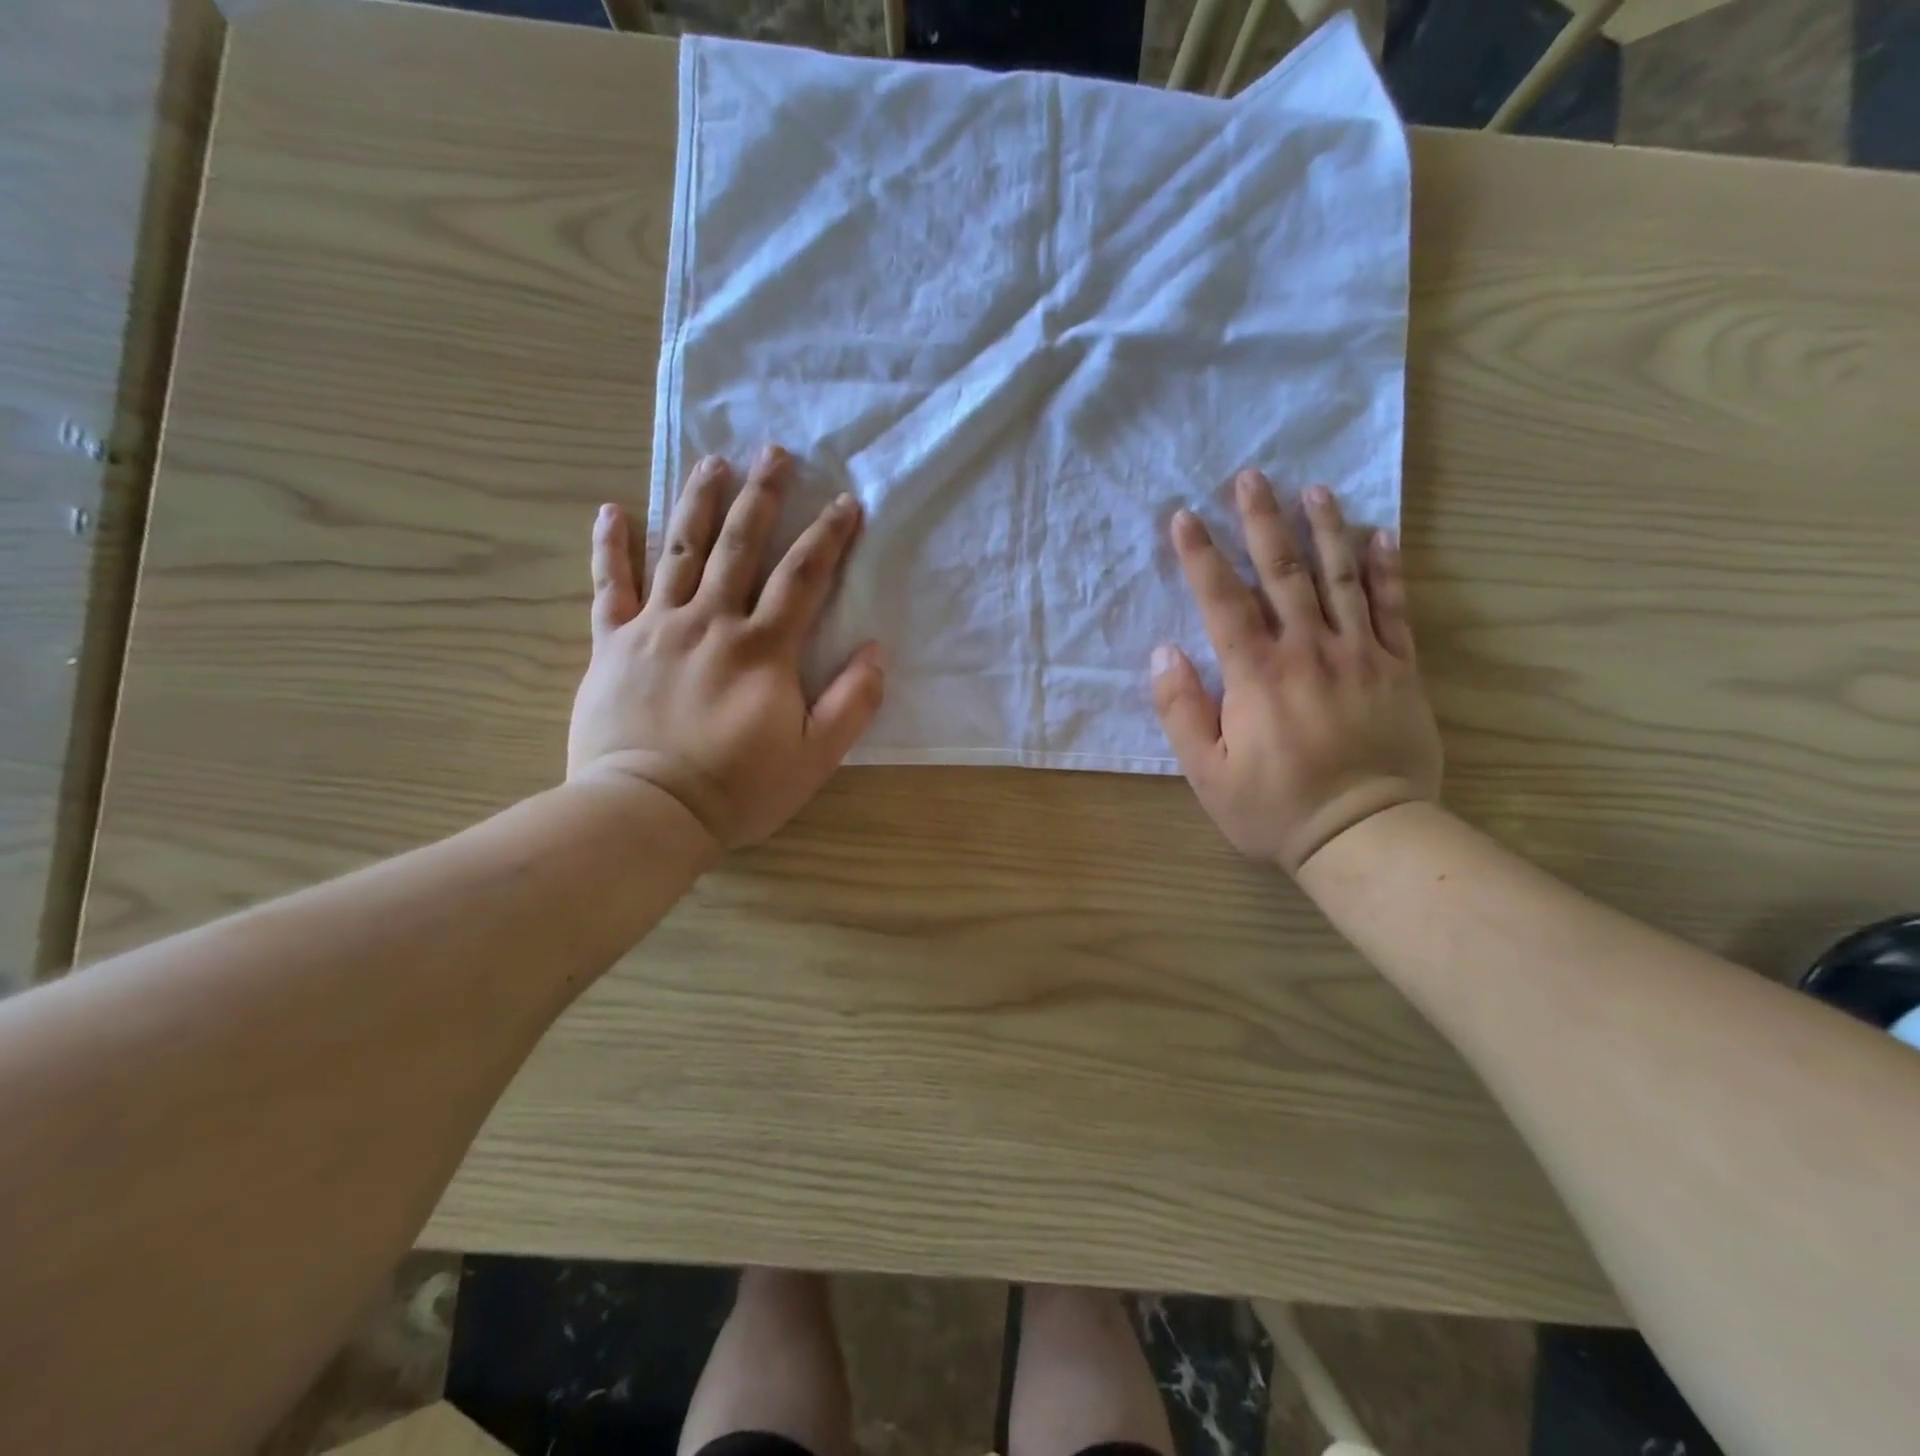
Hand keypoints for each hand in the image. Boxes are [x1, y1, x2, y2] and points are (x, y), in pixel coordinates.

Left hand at [567, 446, 885, 849]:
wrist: (648, 812)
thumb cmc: (739, 788)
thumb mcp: (814, 756)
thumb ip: (852, 703)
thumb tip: (875, 651)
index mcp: (762, 648)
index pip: (803, 577)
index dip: (829, 536)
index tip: (846, 502)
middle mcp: (710, 622)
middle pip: (740, 546)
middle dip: (762, 496)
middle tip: (774, 452)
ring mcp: (656, 627)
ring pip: (680, 550)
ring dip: (698, 502)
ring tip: (712, 461)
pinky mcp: (612, 644)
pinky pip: (610, 586)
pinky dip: (611, 547)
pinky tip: (613, 510)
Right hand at [1151, 471, 1441, 874]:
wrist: (1365, 834)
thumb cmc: (1275, 807)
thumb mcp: (1206, 773)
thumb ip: (1181, 711)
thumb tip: (1163, 654)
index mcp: (1257, 674)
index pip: (1223, 600)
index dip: (1200, 556)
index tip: (1184, 516)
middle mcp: (1308, 650)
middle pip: (1283, 573)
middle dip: (1262, 522)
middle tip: (1251, 477)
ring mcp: (1359, 654)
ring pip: (1341, 578)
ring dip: (1325, 529)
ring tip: (1314, 489)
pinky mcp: (1398, 668)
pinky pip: (1393, 608)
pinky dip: (1387, 569)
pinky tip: (1380, 535)